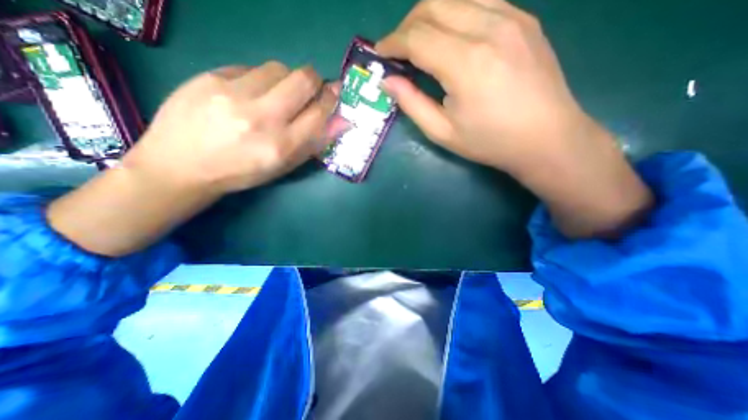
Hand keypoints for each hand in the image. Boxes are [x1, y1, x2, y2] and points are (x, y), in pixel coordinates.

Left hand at [125, 60, 344, 193]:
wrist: (182, 165)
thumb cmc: (242, 172)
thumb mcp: (283, 166)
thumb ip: (313, 143)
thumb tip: (341, 121)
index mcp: (282, 146)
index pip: (319, 113)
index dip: (331, 99)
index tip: (334, 92)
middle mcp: (262, 117)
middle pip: (303, 79)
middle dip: (314, 80)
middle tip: (310, 88)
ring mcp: (234, 94)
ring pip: (278, 68)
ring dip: (286, 79)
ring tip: (275, 94)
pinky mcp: (210, 77)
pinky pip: (250, 68)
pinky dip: (259, 79)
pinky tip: (248, 94)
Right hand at [378, 0, 652, 236]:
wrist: (546, 138)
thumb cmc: (489, 142)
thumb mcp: (442, 132)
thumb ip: (412, 103)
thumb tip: (388, 81)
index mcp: (465, 63)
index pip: (416, 37)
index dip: (392, 43)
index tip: (379, 54)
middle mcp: (489, 28)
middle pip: (433, 6)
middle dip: (406, 26)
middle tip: (397, 51)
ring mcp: (511, 17)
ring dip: (428, 17)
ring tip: (419, 44)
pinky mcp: (524, 18)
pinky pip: (479, 0)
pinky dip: (454, 13)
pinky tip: (450, 37)